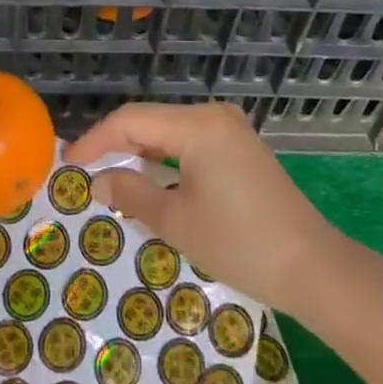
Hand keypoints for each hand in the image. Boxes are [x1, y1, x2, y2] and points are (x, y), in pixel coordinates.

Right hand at [66, 102, 342, 313]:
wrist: (314, 268)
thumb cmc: (240, 244)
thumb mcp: (177, 222)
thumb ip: (131, 194)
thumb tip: (98, 181)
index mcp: (197, 125)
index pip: (131, 121)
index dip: (96, 140)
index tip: (68, 163)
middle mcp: (213, 115)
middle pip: (151, 121)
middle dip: (116, 144)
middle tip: (85, 171)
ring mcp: (230, 129)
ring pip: (170, 131)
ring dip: (141, 152)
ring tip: (111, 176)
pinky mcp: (241, 147)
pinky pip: (191, 142)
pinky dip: (166, 158)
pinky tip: (151, 178)